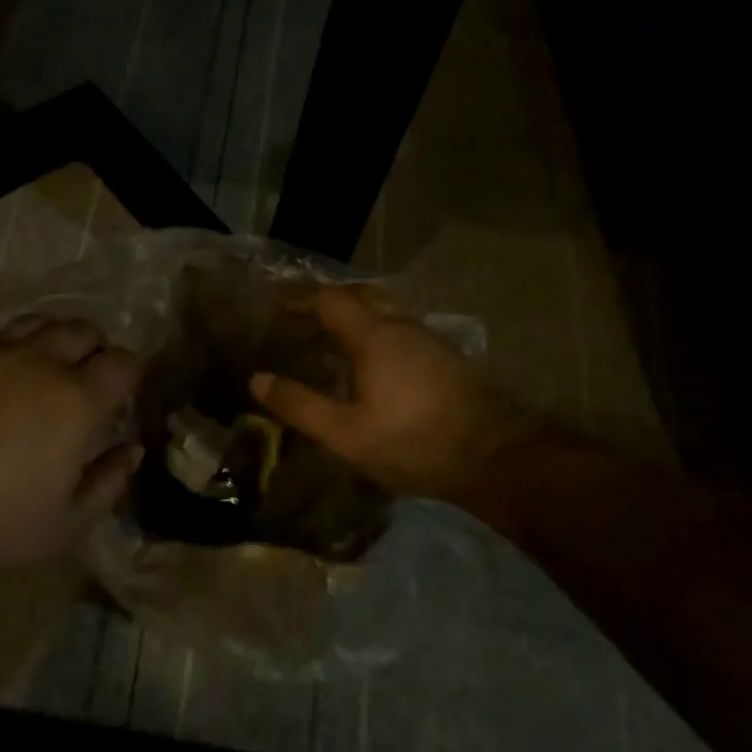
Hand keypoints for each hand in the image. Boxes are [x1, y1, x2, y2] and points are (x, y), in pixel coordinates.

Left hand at [0, 317, 143, 575]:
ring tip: (44, 371)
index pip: (123, 362)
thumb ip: (108, 482)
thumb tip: (131, 448)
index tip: (120, 397)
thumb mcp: (64, 526)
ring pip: (39, 321)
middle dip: (96, 350)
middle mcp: (40, 361)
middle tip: (85, 382)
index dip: (130, 375)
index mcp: (76, 401)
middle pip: (84, 329)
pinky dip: (10, 348)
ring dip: (53, 340)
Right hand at [250, 287, 534, 501]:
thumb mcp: (345, 433)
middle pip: (363, 295)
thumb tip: (257, 380)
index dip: (301, 300)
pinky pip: (404, 329)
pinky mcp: (448, 359)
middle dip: (331, 299)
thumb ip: (300, 405)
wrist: (495, 457)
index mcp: (374, 337)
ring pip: (388, 311)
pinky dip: (380, 332)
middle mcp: (403, 327)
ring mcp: (431, 340)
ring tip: (336, 338)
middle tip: (306, 316)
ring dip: (359, 314)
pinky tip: (377, 363)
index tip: (279, 308)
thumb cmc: (413, 442)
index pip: (330, 301)